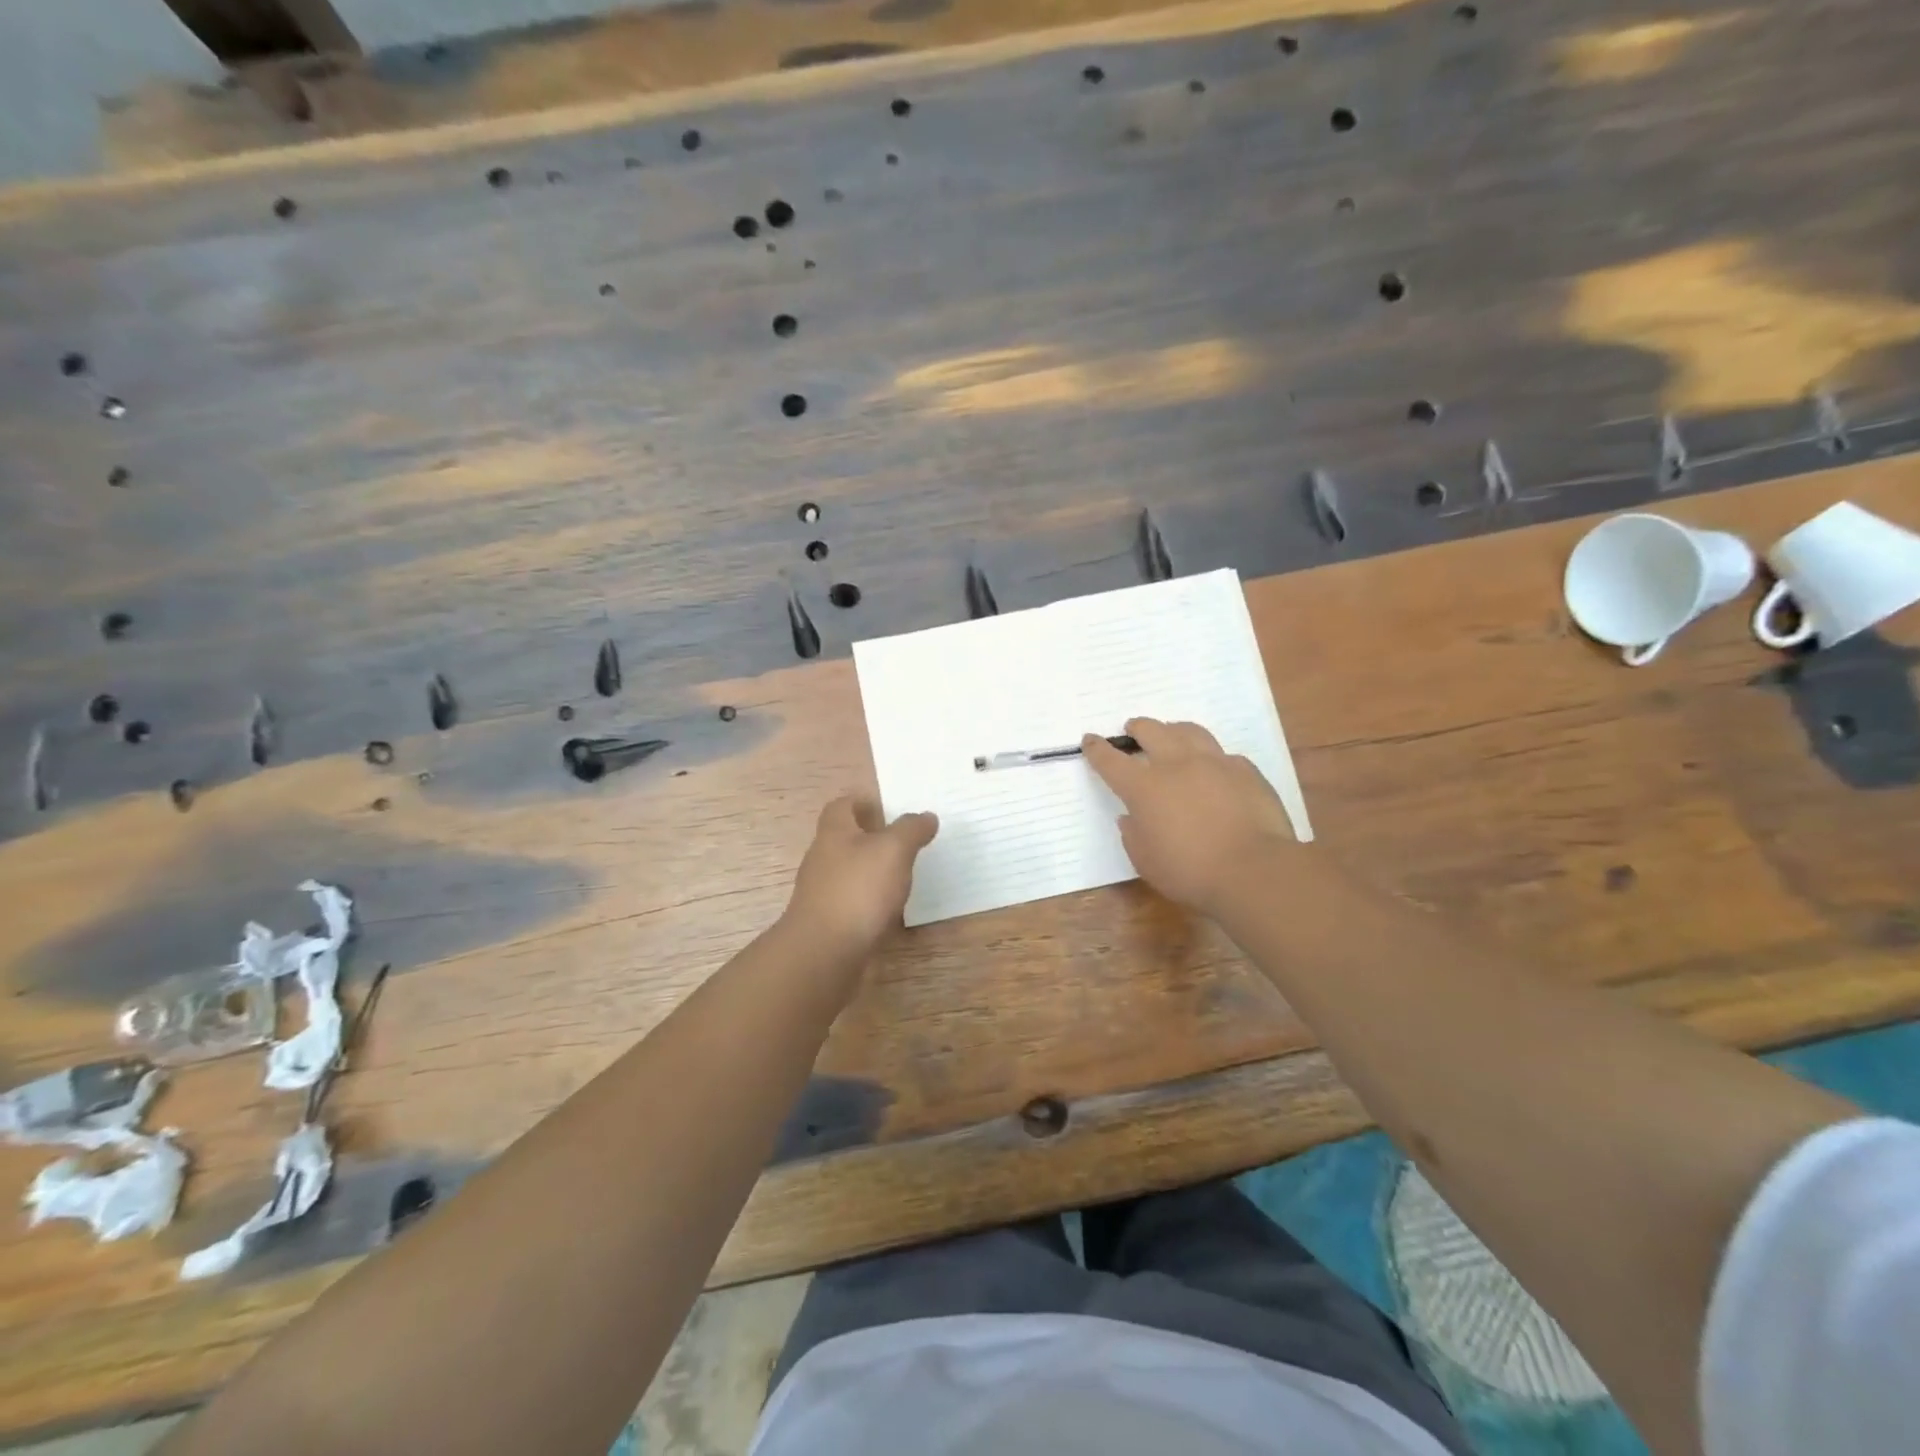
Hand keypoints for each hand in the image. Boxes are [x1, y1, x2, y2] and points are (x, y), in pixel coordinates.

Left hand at [782, 795, 938, 964]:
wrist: (824, 953)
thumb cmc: (858, 890)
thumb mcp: (893, 850)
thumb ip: (911, 830)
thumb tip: (926, 816)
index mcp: (834, 833)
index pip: (841, 806)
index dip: (861, 802)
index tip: (887, 806)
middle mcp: (822, 859)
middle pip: (844, 839)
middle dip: (870, 837)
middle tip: (903, 840)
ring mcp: (822, 893)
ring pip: (848, 871)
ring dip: (871, 870)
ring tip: (902, 874)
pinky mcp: (828, 922)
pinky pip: (851, 902)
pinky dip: (869, 901)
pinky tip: (889, 910)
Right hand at [1083, 718, 1298, 917]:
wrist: (1254, 870)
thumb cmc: (1190, 872)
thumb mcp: (1146, 862)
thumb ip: (1133, 835)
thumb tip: (1131, 817)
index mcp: (1144, 788)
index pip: (1111, 761)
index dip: (1097, 749)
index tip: (1090, 740)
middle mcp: (1177, 765)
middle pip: (1152, 731)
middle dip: (1138, 728)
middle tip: (1133, 729)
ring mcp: (1215, 763)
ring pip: (1189, 731)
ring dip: (1174, 730)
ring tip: (1172, 734)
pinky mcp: (1246, 771)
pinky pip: (1223, 755)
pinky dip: (1212, 758)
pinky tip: (1215, 770)